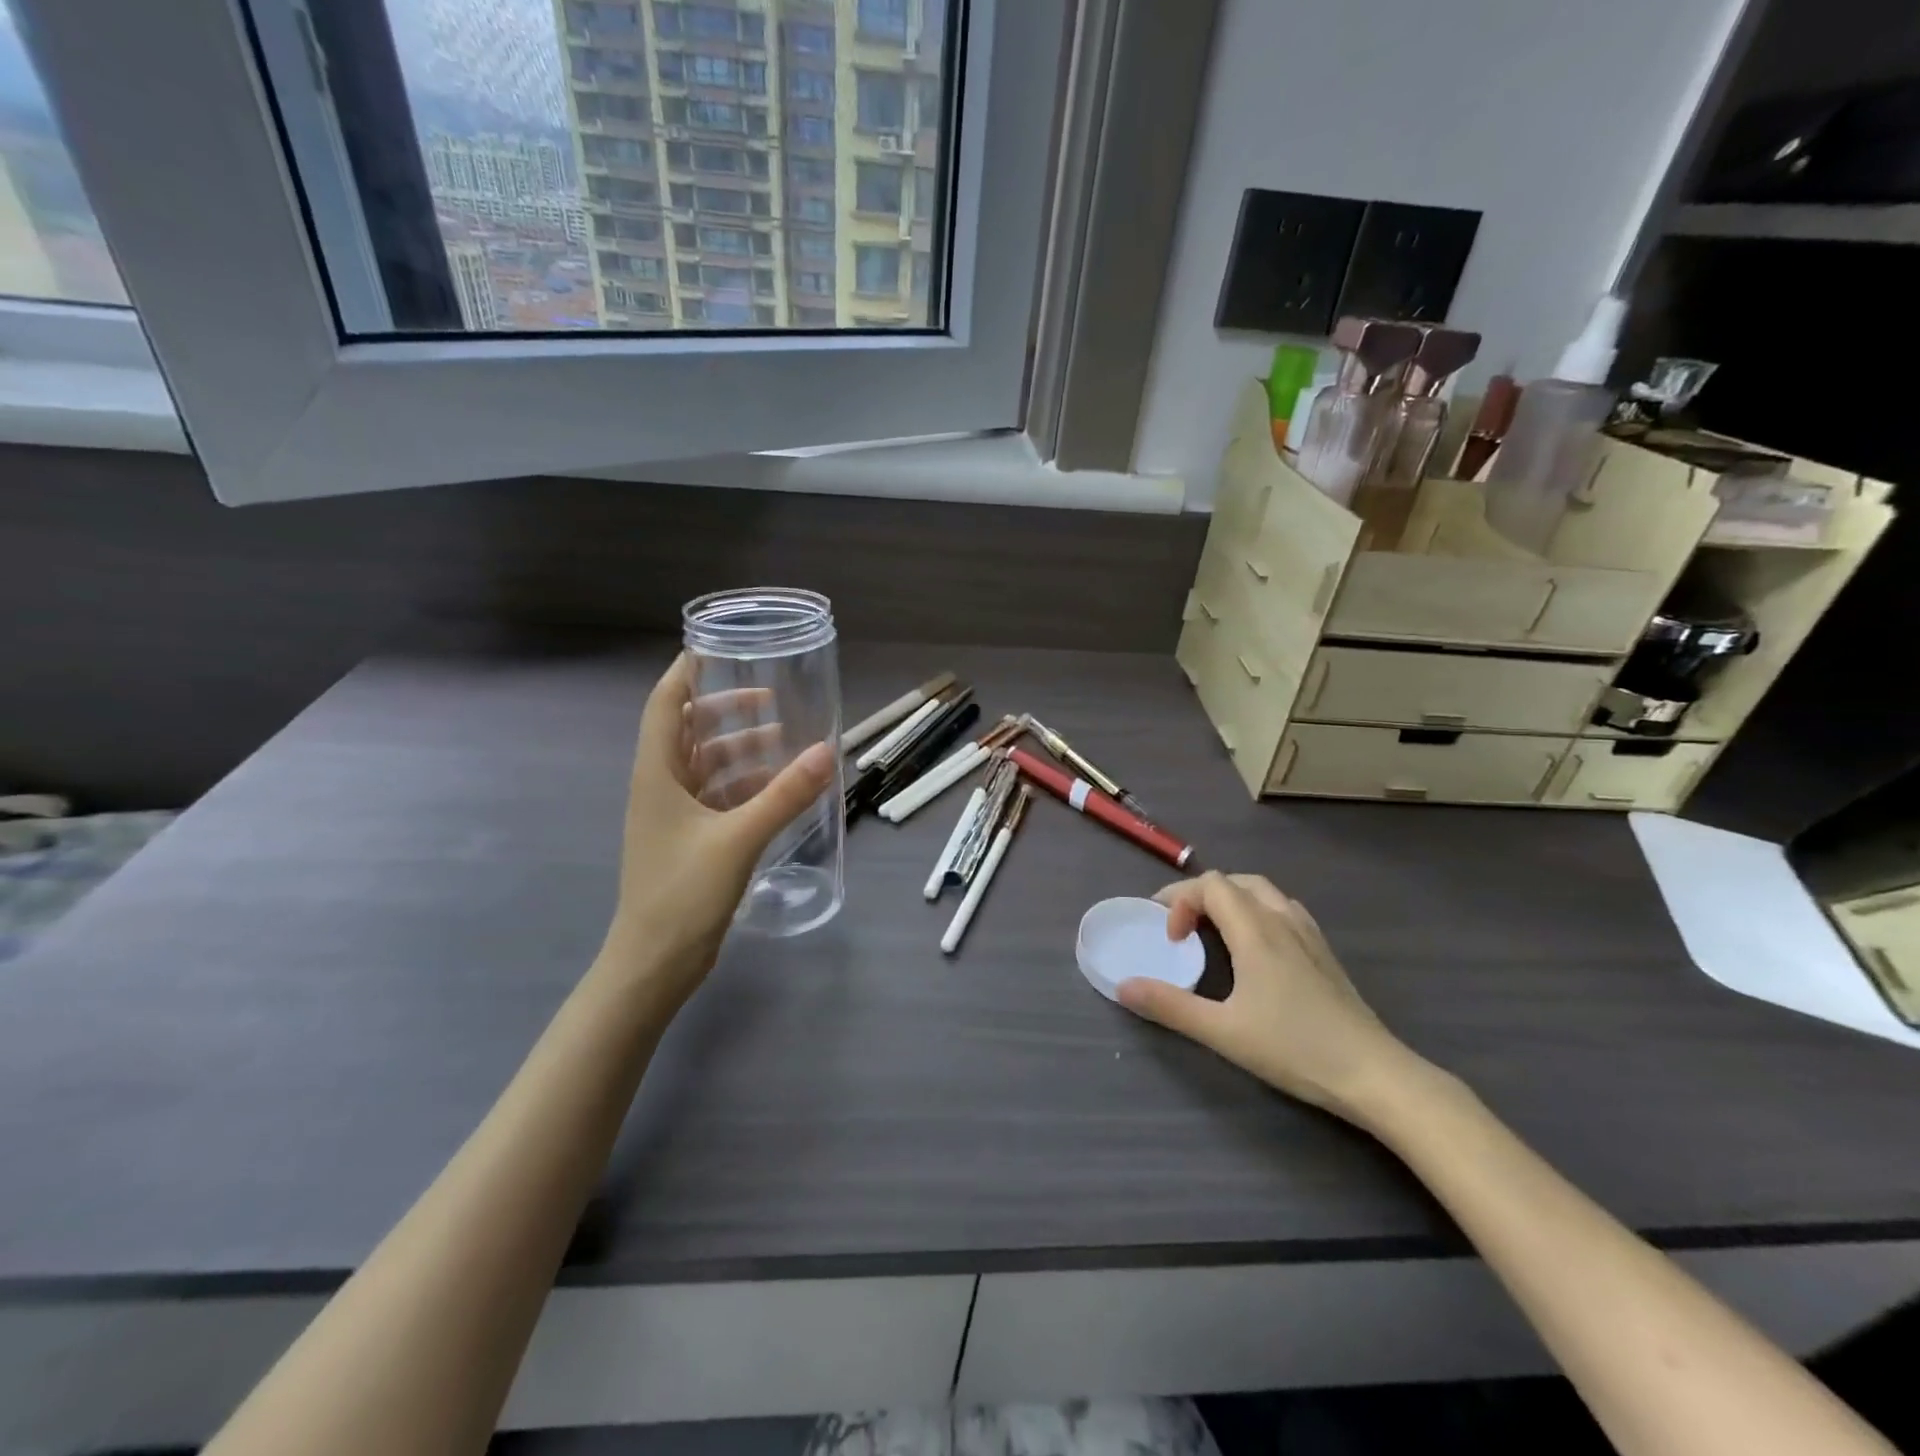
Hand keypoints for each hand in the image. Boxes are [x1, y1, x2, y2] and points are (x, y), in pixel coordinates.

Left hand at [600, 655, 834, 1008]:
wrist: (654, 963)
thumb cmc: (683, 892)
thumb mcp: (739, 838)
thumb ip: (785, 794)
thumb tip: (827, 751)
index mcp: (657, 774)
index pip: (666, 704)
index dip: (686, 672)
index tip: (717, 648)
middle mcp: (661, 786)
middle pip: (689, 731)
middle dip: (726, 710)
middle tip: (770, 699)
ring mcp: (674, 816)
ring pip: (707, 766)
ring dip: (741, 750)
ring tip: (784, 741)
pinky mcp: (690, 841)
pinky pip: (719, 797)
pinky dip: (746, 785)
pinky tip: (778, 788)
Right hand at [1117, 872, 1432, 1129]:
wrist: (1374, 1074)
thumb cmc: (1294, 1048)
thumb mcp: (1223, 1032)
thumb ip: (1170, 1006)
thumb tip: (1124, 986)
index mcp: (1255, 930)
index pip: (1210, 885)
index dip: (1179, 900)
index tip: (1170, 940)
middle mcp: (1281, 919)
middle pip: (1234, 881)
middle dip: (1199, 896)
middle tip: (1181, 929)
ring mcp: (1308, 933)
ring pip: (1262, 891)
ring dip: (1230, 900)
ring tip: (1213, 932)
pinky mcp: (1324, 951)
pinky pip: (1283, 908)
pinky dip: (1256, 911)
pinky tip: (1255, 946)